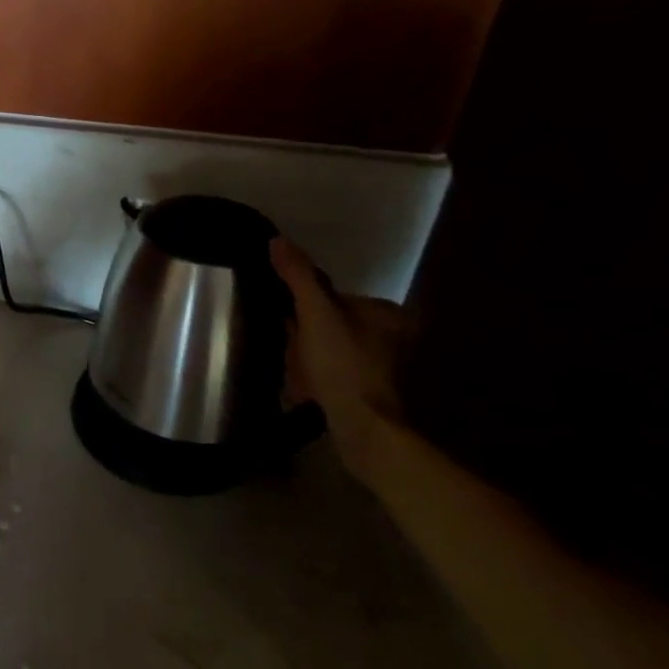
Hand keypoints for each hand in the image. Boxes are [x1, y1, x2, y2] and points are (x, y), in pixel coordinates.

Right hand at [271, 237, 405, 475]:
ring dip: (309, 354)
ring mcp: (382, 366)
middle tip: (287, 344)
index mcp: (385, 312)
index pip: (333, 295)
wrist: (363, 428)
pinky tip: (303, 386)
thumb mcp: (315, 313)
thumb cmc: (342, 364)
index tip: (286, 318)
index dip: (304, 305)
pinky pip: (335, 372)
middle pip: (332, 321)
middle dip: (306, 331)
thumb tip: (277, 240)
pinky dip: (317, 375)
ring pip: (331, 347)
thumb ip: (298, 276)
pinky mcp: (370, 391)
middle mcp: (391, 335)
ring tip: (291, 366)